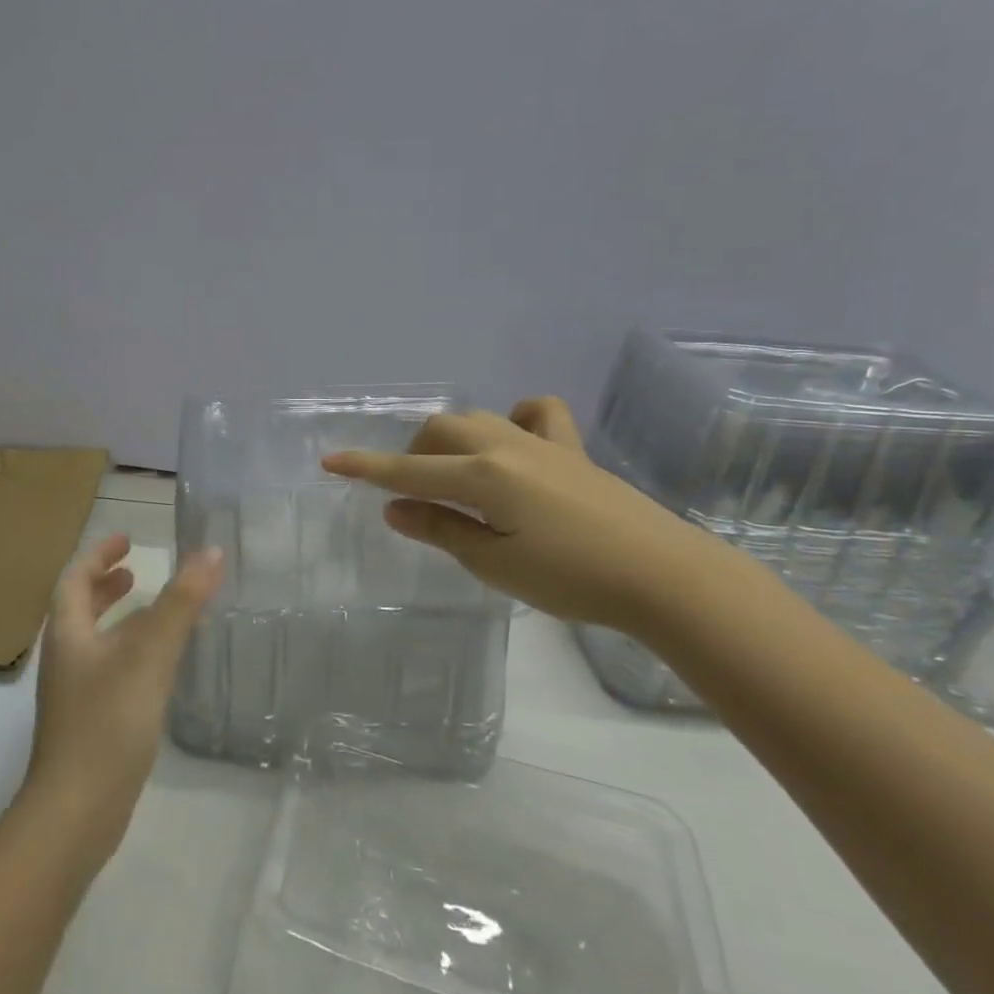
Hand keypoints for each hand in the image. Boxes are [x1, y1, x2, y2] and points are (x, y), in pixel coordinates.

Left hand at [24, 534, 224, 854]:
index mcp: (68, 633)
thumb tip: (211, 551)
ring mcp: (74, 694)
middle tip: (137, 572)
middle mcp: (66, 658)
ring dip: (121, 619)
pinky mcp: (89, 723)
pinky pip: (110, 670)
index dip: (99, 554)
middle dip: (107, 586)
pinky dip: (131, 652)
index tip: (127, 540)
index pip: (76, 578)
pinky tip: (160, 667)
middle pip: (80, 608)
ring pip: (97, 641)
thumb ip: (181, 603)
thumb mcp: (149, 654)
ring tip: (157, 612)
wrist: (76, 813)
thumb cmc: (107, 722)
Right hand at [323, 397, 753, 637]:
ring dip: (451, 440)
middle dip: (413, 455)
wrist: (664, 576)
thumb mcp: (494, 564)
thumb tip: (395, 508)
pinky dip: (514, 420)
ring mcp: (542, 443)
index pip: (408, 471)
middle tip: (415, 495)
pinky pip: (536, 414)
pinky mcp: (572, 450)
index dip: (365, 468)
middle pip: (440, 431)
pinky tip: (513, 444)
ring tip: (454, 476)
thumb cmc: (572, 579)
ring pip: (477, 419)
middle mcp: (505, 447)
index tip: (329, 462)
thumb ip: (441, 529)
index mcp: (482, 477)